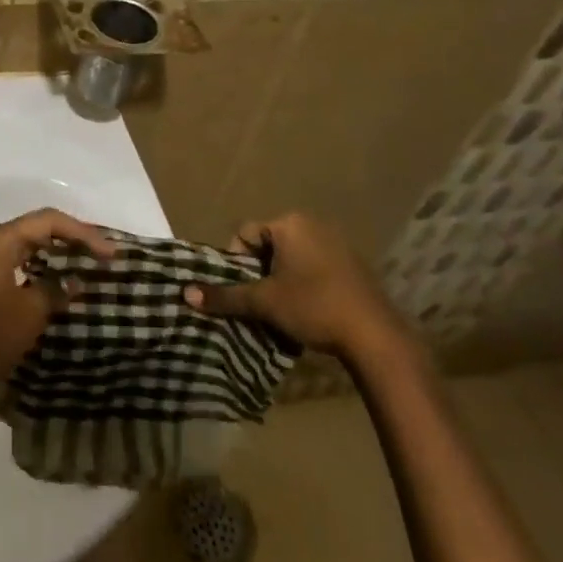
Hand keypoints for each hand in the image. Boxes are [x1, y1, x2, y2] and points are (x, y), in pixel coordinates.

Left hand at [0, 208, 115, 416]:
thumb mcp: (31, 311)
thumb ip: (56, 289)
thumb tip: (75, 283)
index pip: (46, 221)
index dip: (81, 233)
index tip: (110, 253)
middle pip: (35, 229)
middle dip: (69, 239)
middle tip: (102, 254)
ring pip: (24, 247)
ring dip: (54, 255)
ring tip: (85, 265)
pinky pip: (15, 265)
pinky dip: (38, 270)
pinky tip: (57, 285)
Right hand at [183, 213, 406, 360]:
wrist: (377, 338)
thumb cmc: (314, 307)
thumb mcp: (264, 302)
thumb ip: (225, 296)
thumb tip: (185, 293)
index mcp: (290, 223)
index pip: (246, 234)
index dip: (238, 262)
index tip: (245, 290)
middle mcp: (314, 224)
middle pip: (270, 245)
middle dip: (261, 272)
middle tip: (262, 301)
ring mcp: (339, 244)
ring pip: (293, 258)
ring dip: (283, 280)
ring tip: (285, 310)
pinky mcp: (355, 266)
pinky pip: (317, 267)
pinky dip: (307, 284)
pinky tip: (312, 311)